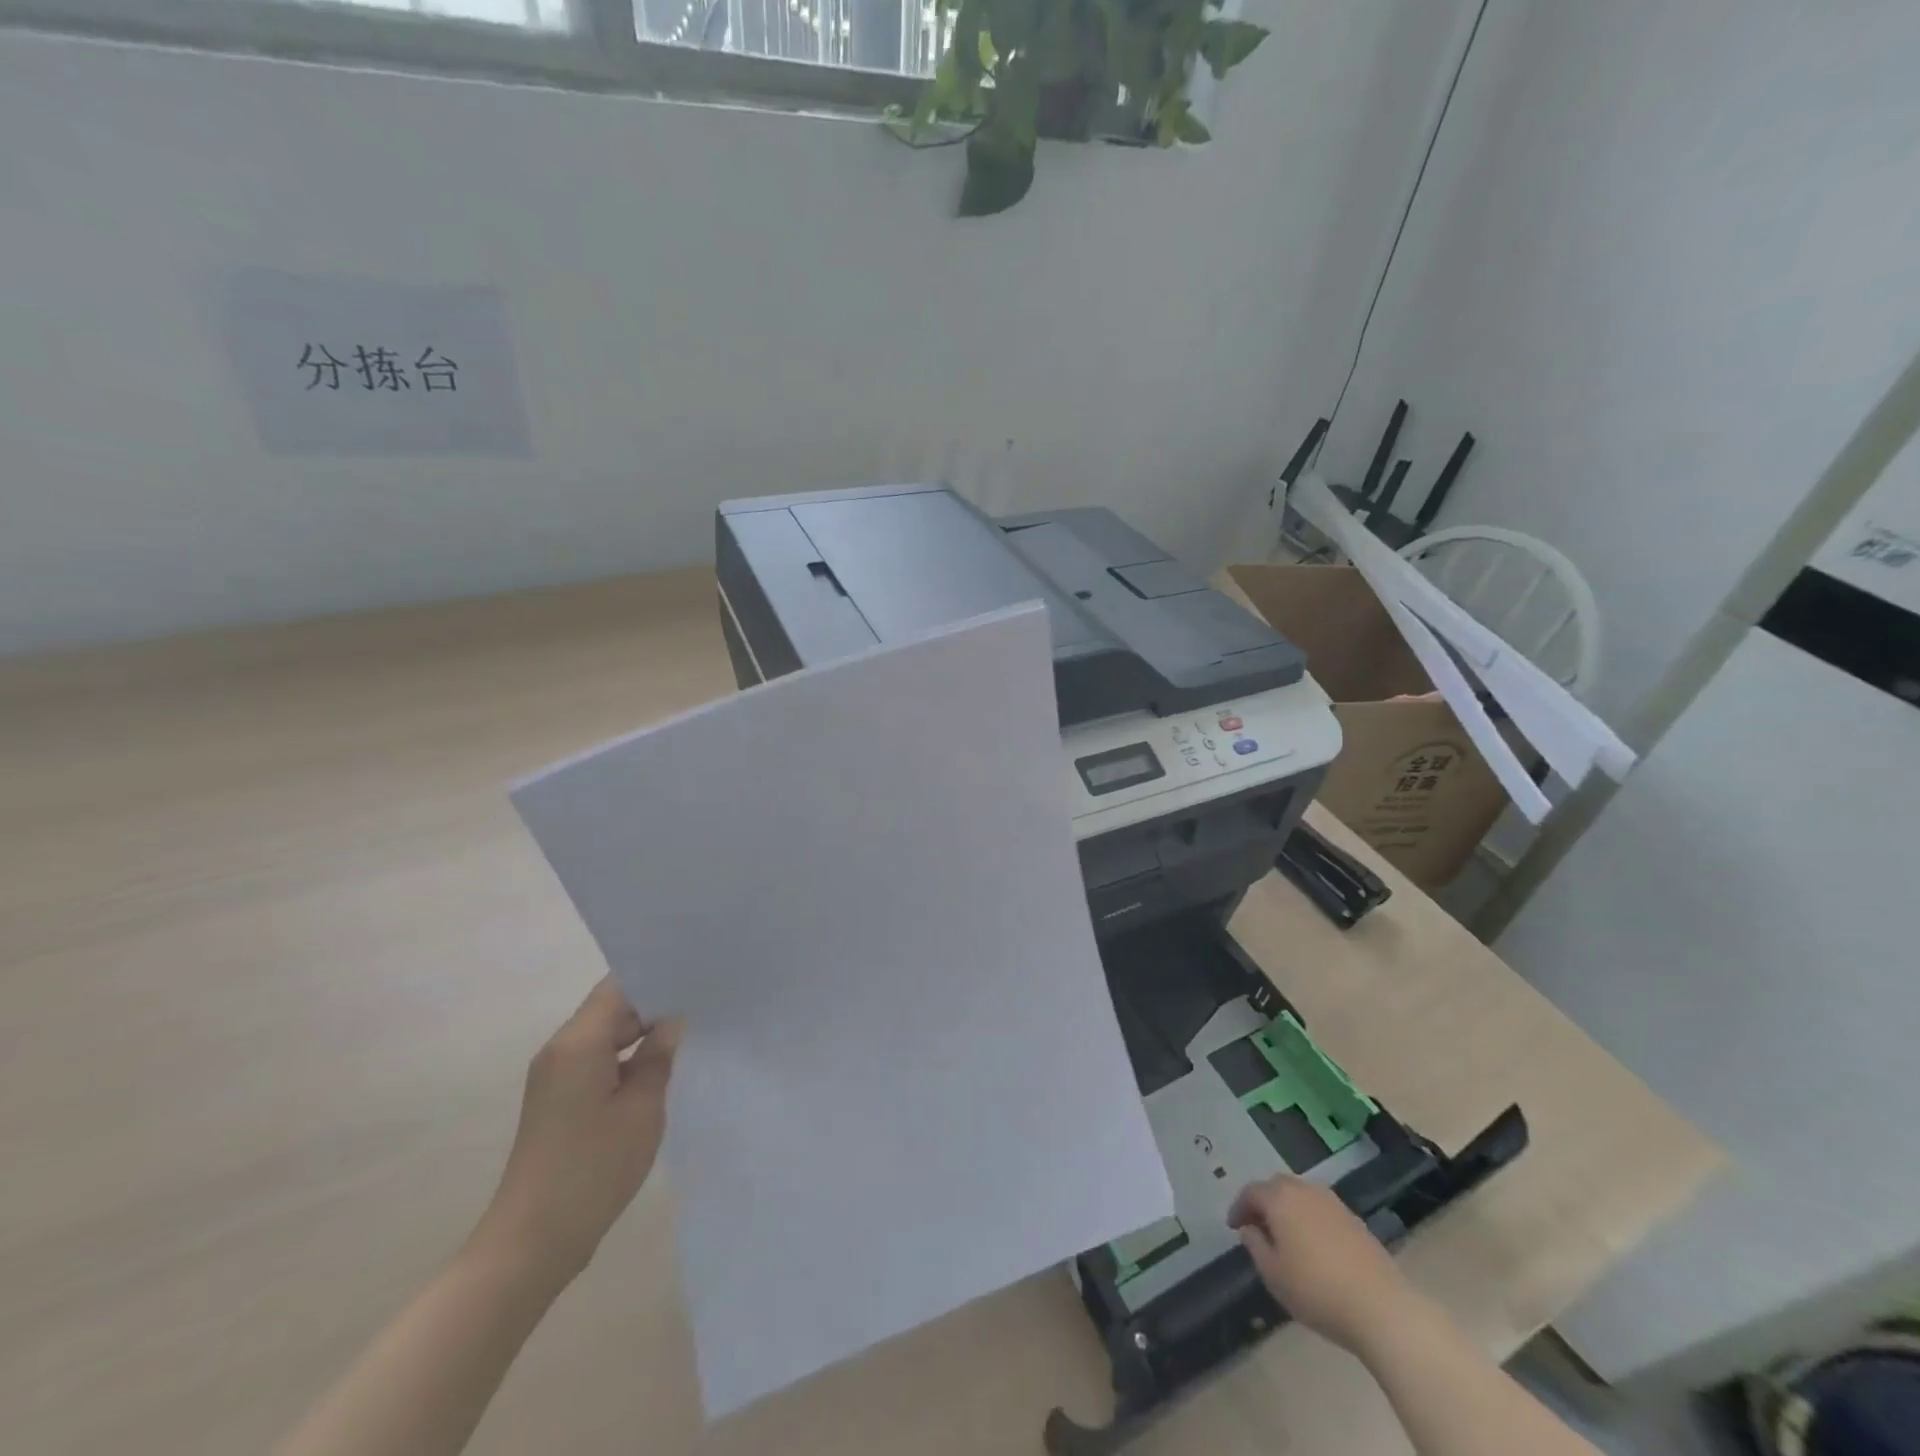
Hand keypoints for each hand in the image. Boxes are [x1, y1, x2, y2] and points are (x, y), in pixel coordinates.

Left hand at [470, 978, 680, 1287]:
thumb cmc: (593, 1168)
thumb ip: (658, 1057)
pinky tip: (656, 1072)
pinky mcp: (556, 1101)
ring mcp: (555, 1076)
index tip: (694, 977)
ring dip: (640, 1035)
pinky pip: (595, 1061)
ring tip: (687, 1036)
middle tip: (701, 1006)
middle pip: (611, 1008)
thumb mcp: (642, 1108)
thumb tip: (671, 1022)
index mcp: (578, 1042)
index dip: (656, 977)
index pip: (618, 986)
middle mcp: (560, 1049)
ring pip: (604, 1035)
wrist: (532, 1242)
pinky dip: (624, 1060)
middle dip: (653, 1006)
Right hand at [1228, 1175, 1409, 1353]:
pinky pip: (1321, 1210)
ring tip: (1285, 1237)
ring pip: (1301, 1196)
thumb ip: (1255, 1246)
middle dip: (1263, 1203)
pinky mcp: (1355, 1220)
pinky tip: (1314, 1246)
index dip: (1238, 1208)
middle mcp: (1305, 1190)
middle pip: (1277, 1187)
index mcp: (1280, 1198)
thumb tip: (1250, 1228)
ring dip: (1288, 1209)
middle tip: (1257, 1227)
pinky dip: (1310, 1219)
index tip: (1233, 1227)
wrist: (1382, 1308)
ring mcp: (1333, 1203)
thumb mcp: (1274, 1274)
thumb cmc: (1317, 1290)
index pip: (1251, 1192)